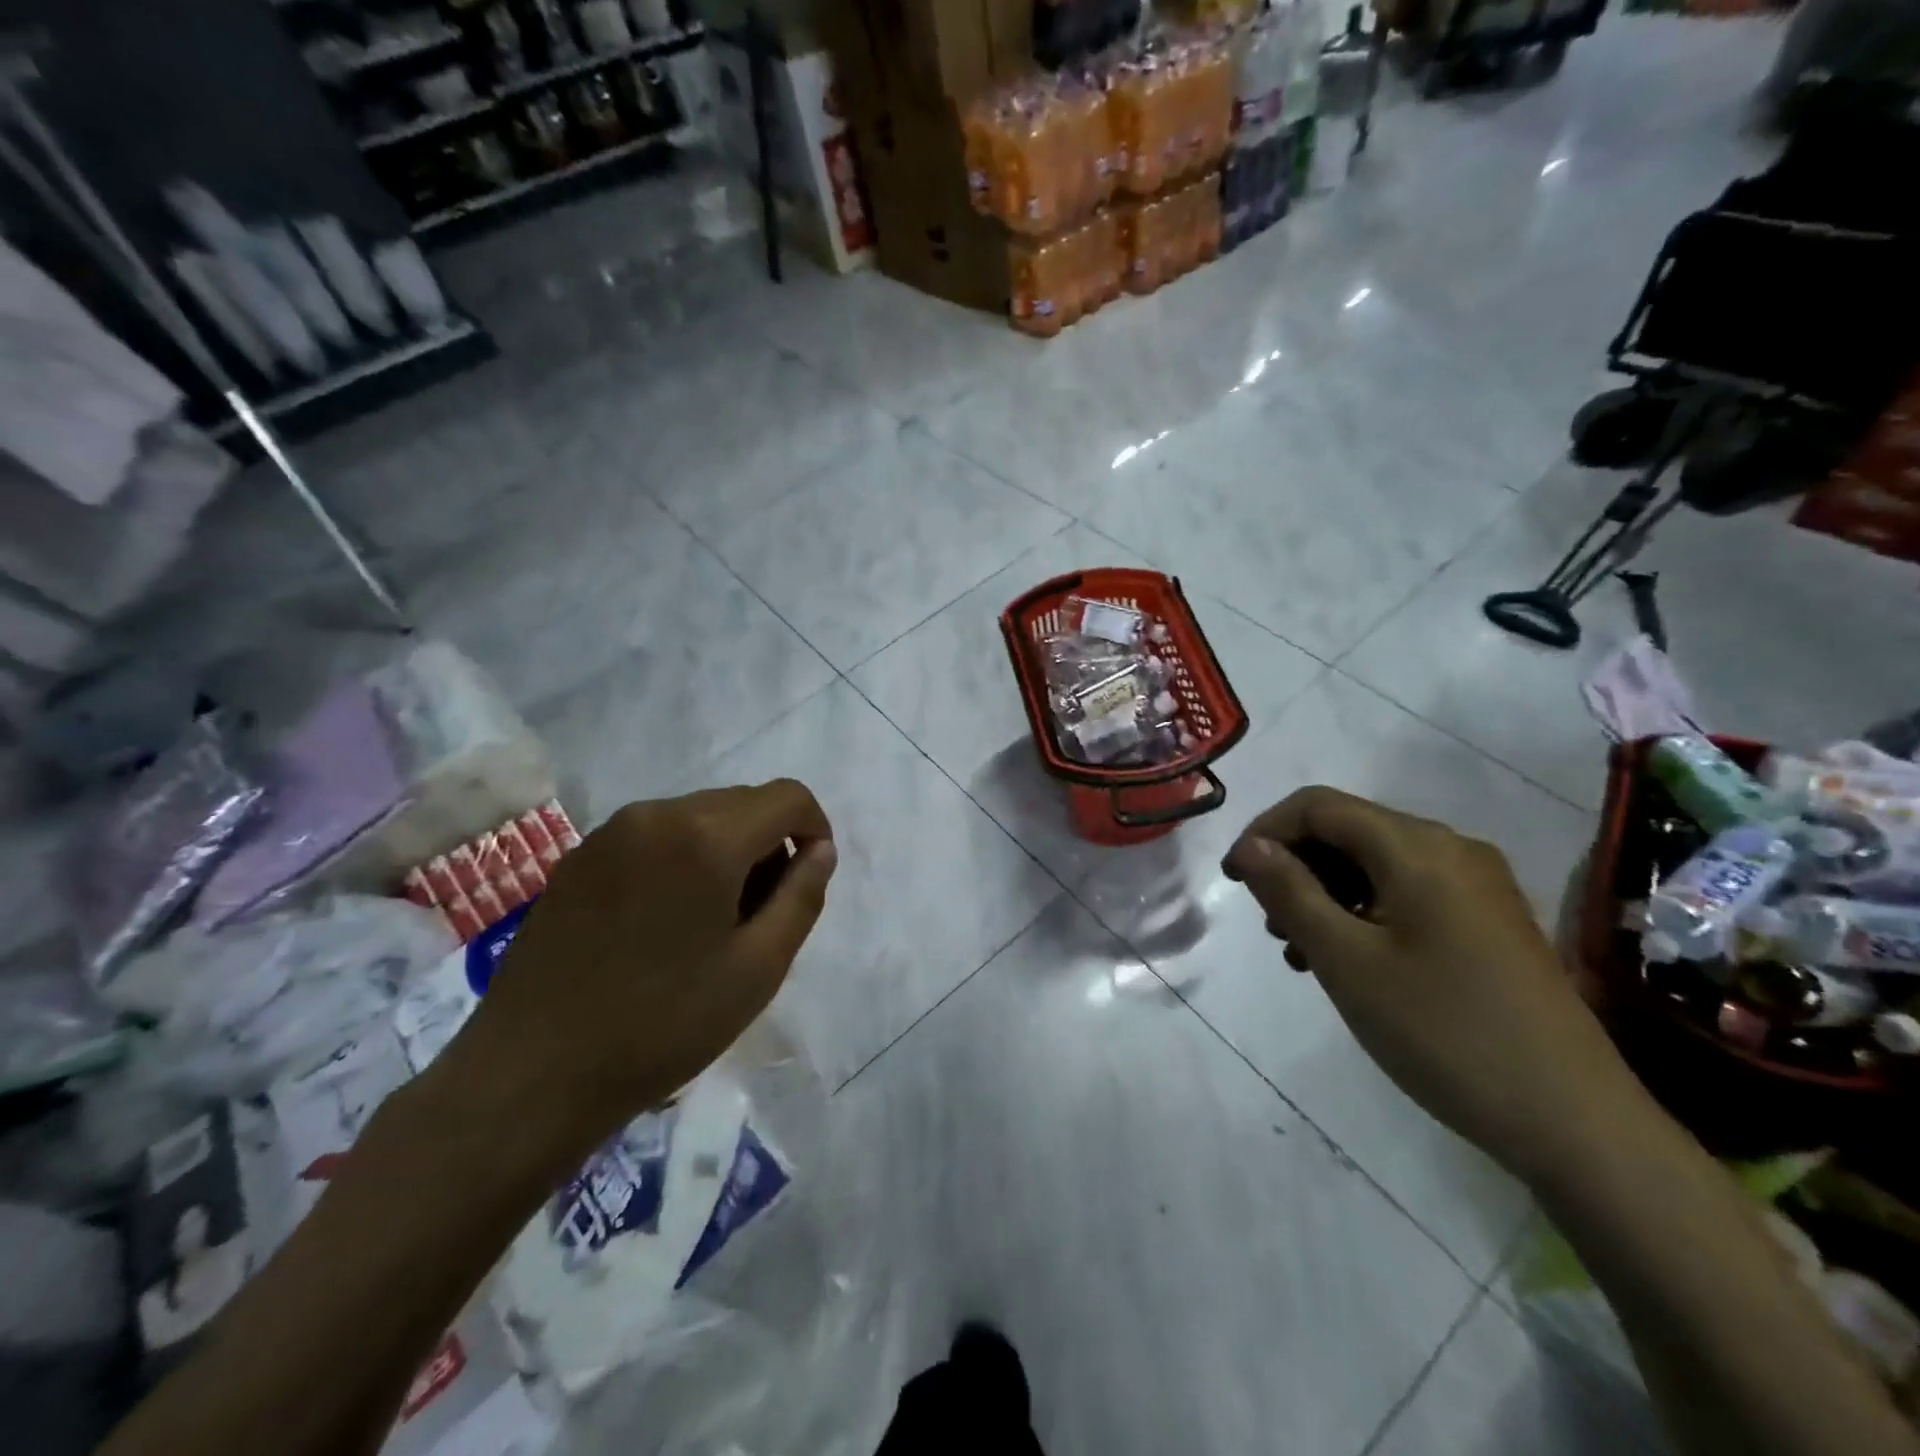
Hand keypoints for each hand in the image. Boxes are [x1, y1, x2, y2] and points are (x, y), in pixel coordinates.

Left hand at [442, 781, 834, 1152]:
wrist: (531, 1076)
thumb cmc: (663, 1025)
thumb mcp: (758, 967)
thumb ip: (802, 896)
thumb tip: (820, 851)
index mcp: (706, 836)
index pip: (786, 797)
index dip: (814, 829)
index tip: (809, 879)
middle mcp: (656, 814)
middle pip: (742, 803)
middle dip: (769, 844)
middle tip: (760, 915)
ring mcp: (610, 833)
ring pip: (697, 817)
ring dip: (725, 851)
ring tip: (711, 924)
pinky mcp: (578, 858)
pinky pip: (654, 837)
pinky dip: (681, 859)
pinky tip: (663, 923)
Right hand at [1221, 786, 1630, 1182]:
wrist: (1574, 1121)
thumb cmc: (1443, 1031)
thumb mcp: (1346, 960)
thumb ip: (1290, 892)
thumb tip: (1251, 845)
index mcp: (1417, 847)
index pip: (1318, 806)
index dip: (1265, 832)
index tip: (1233, 881)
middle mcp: (1451, 849)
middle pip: (1348, 830)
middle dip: (1295, 866)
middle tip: (1268, 923)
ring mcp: (1476, 885)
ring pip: (1375, 863)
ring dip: (1325, 892)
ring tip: (1299, 950)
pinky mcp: (1488, 920)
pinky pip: (1407, 892)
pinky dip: (1363, 911)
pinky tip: (1349, 959)